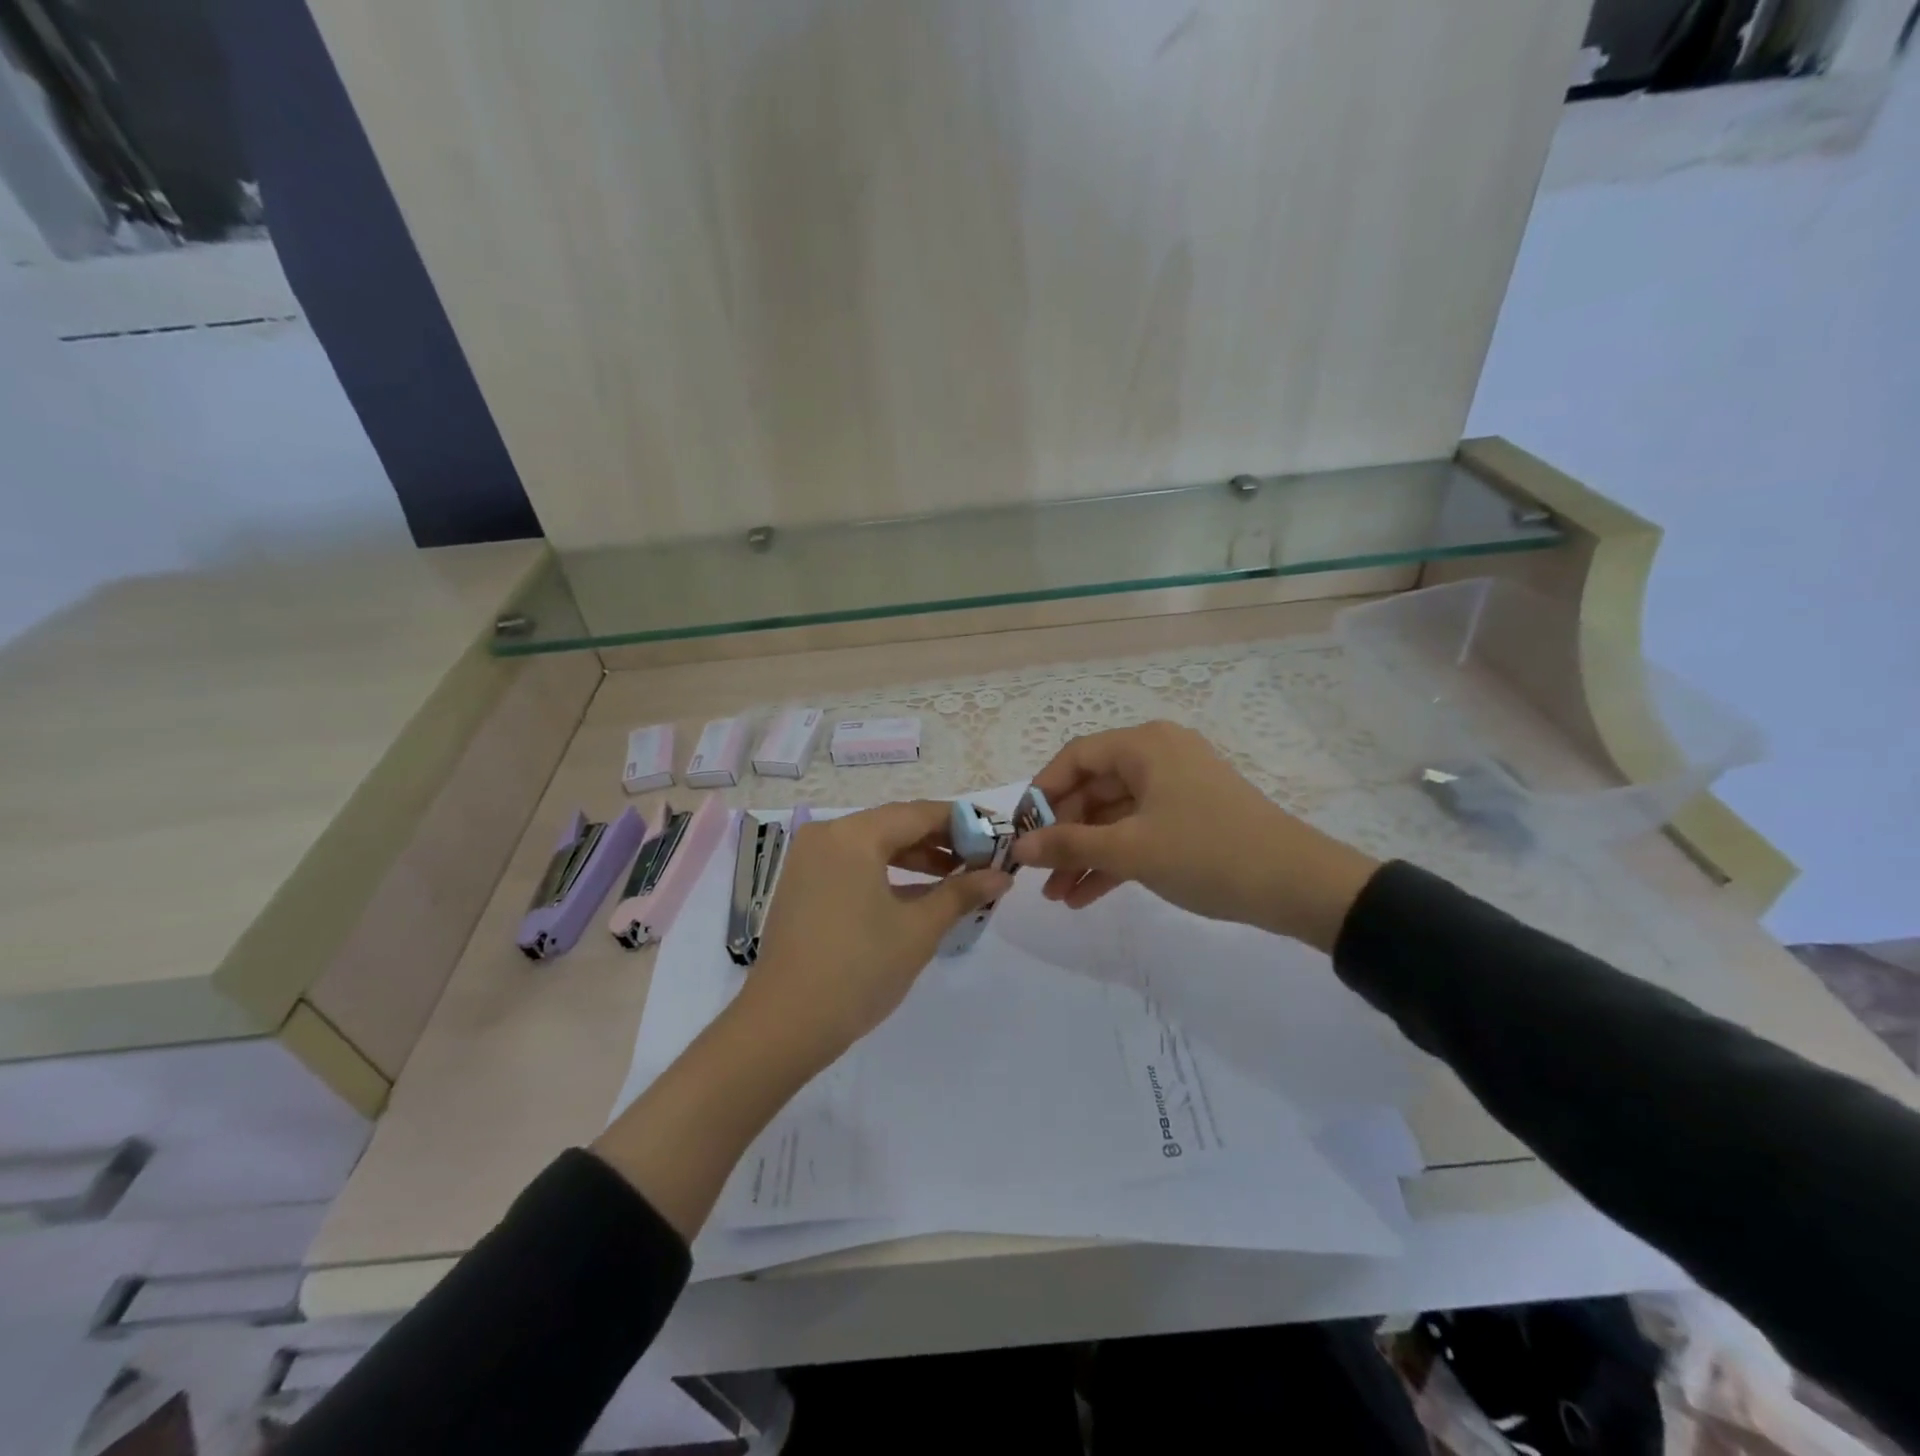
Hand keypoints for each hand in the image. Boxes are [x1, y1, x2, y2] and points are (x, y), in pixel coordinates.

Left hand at [744, 801, 1011, 1063]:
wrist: (784, 1025)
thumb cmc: (859, 969)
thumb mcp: (918, 929)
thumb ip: (961, 893)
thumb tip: (1001, 875)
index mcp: (853, 835)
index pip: (919, 814)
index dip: (964, 822)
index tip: (997, 836)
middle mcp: (826, 835)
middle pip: (895, 825)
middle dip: (941, 841)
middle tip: (982, 859)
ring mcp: (809, 860)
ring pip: (874, 845)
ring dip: (916, 858)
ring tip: (957, 877)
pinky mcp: (802, 886)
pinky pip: (854, 865)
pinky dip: (887, 874)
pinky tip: (918, 894)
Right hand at [1011, 721, 1378, 950]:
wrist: (1299, 886)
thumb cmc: (1206, 852)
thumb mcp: (1130, 850)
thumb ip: (1068, 845)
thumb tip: (1019, 848)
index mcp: (1145, 746)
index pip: (1075, 758)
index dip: (1041, 794)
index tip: (1019, 833)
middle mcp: (1159, 757)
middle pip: (1093, 789)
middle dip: (1062, 834)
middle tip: (1037, 874)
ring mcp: (1177, 789)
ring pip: (1115, 816)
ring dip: (1085, 854)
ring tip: (1057, 897)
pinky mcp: (1191, 819)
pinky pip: (1139, 832)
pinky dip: (1114, 860)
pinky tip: (1085, 897)